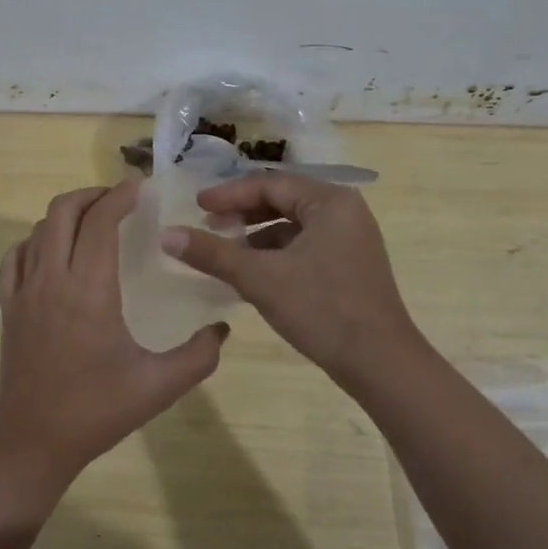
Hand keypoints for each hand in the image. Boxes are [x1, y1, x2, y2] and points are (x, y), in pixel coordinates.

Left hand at [0, 179, 227, 494]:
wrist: (34, 440)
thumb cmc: (97, 410)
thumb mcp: (159, 386)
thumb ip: (199, 355)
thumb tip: (222, 329)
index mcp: (89, 290)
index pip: (100, 222)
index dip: (119, 196)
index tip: (140, 187)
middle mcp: (52, 279)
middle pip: (63, 210)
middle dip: (93, 195)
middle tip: (120, 200)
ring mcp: (24, 291)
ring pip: (39, 229)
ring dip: (67, 214)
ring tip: (94, 222)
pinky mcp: (10, 306)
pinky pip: (17, 255)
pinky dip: (37, 239)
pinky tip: (55, 251)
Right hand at [158, 173, 424, 384]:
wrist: (381, 364)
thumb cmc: (322, 309)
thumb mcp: (260, 278)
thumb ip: (212, 253)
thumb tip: (166, 234)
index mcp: (330, 202)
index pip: (270, 184)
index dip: (229, 194)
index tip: (196, 206)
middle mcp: (344, 212)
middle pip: (282, 200)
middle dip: (242, 213)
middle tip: (207, 224)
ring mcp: (350, 240)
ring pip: (292, 225)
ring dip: (256, 235)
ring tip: (224, 250)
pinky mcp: (349, 265)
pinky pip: (304, 246)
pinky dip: (275, 254)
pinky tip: (251, 272)